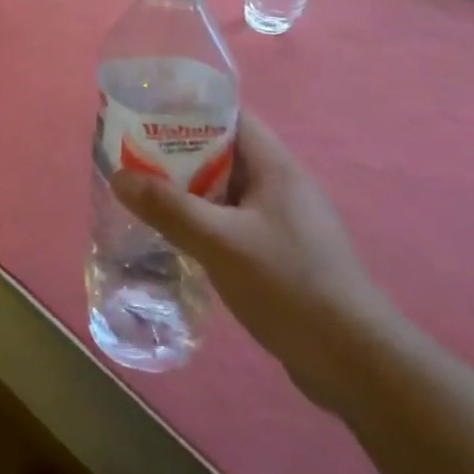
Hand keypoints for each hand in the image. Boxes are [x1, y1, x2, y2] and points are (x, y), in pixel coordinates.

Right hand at [112, 110, 396, 412]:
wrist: (355, 364)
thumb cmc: (290, 286)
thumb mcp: (221, 242)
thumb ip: (169, 208)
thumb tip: (118, 176)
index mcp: (275, 166)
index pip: (229, 116)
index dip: (187, 109)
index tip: (144, 113)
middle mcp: (281, 185)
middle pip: (221, 152)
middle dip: (176, 152)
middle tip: (130, 157)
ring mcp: (282, 222)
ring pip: (224, 191)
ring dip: (186, 191)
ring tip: (142, 194)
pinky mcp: (279, 254)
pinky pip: (231, 222)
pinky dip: (202, 221)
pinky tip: (174, 237)